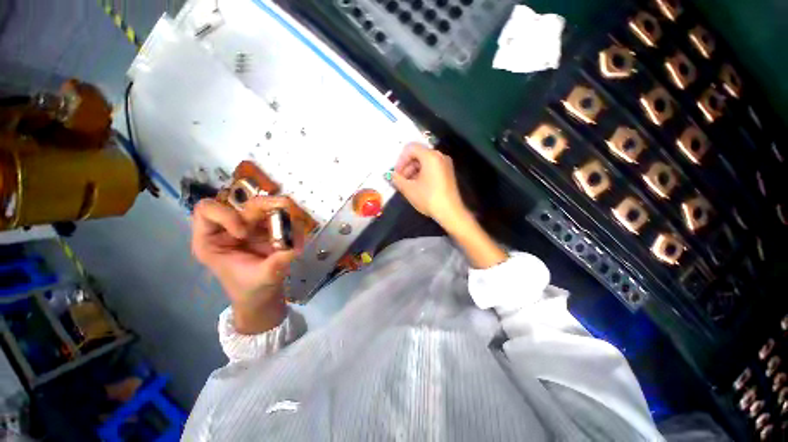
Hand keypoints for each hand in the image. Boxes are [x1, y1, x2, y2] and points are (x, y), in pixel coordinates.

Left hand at [191, 197, 302, 333]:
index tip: (243, 233)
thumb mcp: (262, 278)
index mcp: (213, 240)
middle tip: (287, 208)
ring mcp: (252, 227)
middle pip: (245, 204)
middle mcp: (231, 228)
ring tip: (296, 220)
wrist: (264, 297)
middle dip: (267, 204)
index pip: (207, 211)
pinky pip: (280, 217)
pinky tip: (297, 231)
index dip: (225, 215)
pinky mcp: (269, 230)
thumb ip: (277, 262)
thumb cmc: (252, 290)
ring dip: (283, 209)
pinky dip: (292, 221)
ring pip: (265, 207)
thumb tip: (296, 246)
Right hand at [392, 143, 468, 229]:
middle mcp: (440, 156)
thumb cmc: (428, 198)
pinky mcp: (448, 173)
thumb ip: (397, 179)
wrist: (450, 212)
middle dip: (406, 166)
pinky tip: (417, 186)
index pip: (410, 148)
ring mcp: (445, 164)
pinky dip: (422, 173)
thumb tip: (392, 175)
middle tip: (401, 180)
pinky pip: (432, 167)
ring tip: (408, 185)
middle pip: (418, 154)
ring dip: (413, 170)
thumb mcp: (409, 189)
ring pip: (424, 161)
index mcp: (430, 156)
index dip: (400, 160)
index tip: (396, 174)